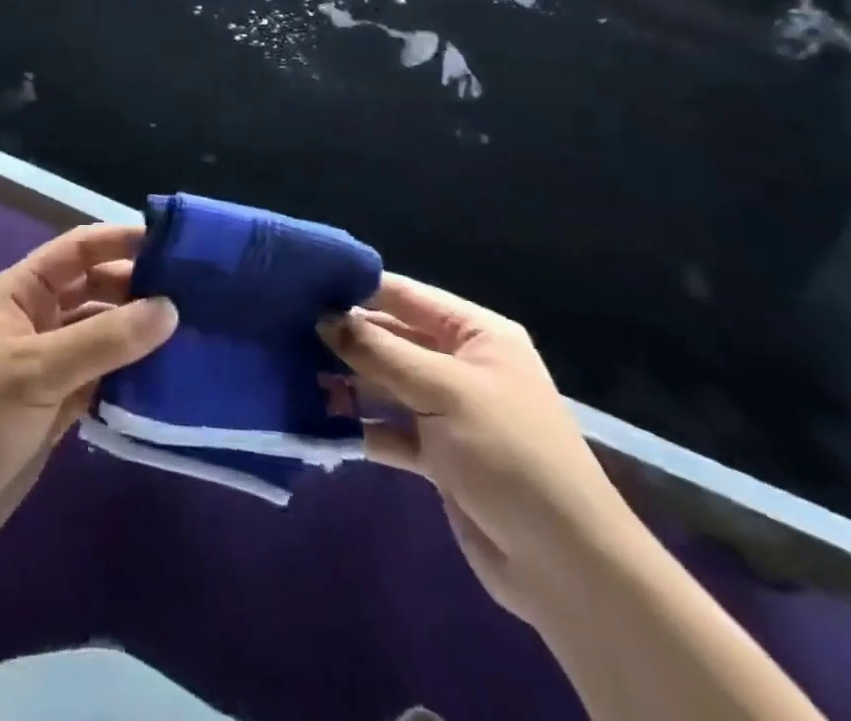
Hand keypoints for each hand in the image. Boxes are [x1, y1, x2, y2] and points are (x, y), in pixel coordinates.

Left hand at [0, 223, 177, 578]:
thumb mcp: (35, 371)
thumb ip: (103, 340)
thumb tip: (169, 306)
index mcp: (20, 291)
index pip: (78, 250)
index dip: (122, 241)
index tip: (176, 245)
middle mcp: (37, 318)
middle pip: (96, 290)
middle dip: (139, 288)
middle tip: (199, 296)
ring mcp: (49, 363)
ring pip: (103, 335)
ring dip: (140, 335)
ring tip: (196, 336)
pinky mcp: (59, 405)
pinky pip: (104, 377)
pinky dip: (132, 377)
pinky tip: (170, 380)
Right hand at [320, 275, 636, 621]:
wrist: (566, 567)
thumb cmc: (509, 454)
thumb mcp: (443, 390)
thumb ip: (379, 351)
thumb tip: (322, 318)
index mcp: (475, 335)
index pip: (405, 296)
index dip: (356, 289)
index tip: (302, 285)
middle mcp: (460, 365)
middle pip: (390, 339)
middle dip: (343, 339)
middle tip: (284, 332)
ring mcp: (447, 411)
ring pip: (384, 384)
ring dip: (344, 383)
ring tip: (290, 375)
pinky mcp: (437, 455)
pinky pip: (387, 427)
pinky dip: (358, 425)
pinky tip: (316, 421)